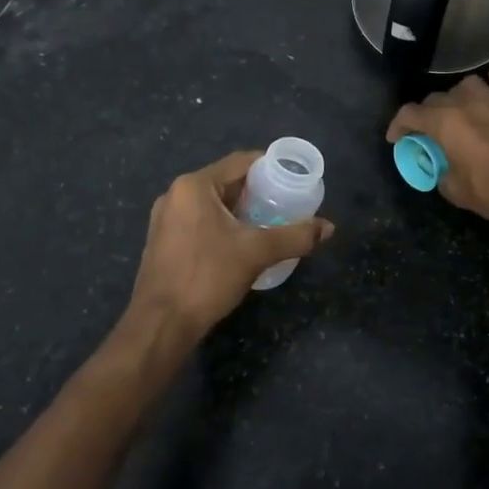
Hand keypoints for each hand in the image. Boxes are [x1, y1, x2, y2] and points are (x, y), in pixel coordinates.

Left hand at [128, 151, 334, 337]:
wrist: (160, 326)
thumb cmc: (207, 277)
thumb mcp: (257, 253)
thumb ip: (294, 236)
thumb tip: (328, 227)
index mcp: (195, 185)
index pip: (240, 162)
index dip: (270, 167)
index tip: (293, 179)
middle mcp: (176, 194)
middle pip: (226, 181)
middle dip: (257, 191)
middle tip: (286, 202)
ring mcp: (165, 218)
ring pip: (212, 203)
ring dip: (240, 209)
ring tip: (269, 222)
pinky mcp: (163, 241)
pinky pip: (199, 220)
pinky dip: (222, 224)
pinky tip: (240, 242)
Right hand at [385, 69, 488, 225]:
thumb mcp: (454, 190)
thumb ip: (442, 175)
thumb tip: (444, 172)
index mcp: (444, 122)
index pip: (410, 114)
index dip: (398, 125)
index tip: (396, 139)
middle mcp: (465, 104)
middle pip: (436, 99)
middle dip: (426, 114)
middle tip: (426, 133)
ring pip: (469, 85)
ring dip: (458, 94)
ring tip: (457, 108)